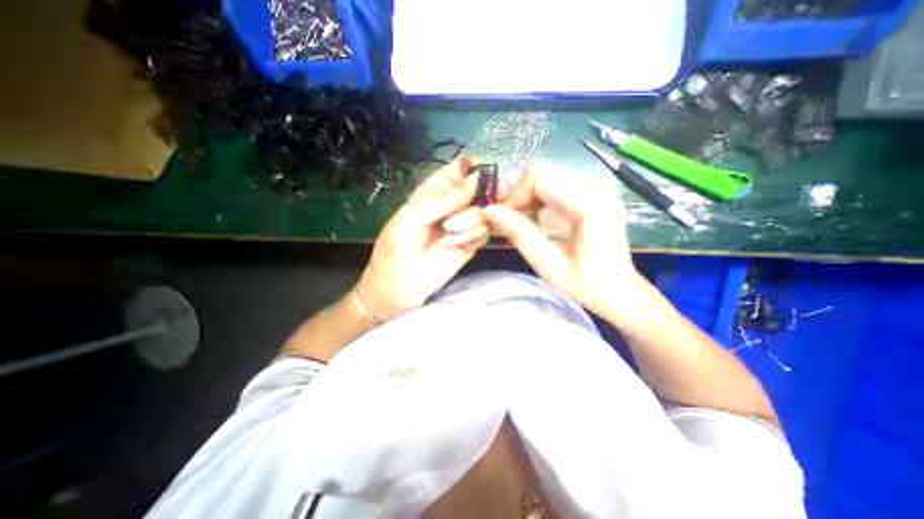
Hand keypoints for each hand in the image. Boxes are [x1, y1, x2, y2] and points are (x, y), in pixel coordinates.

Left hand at [359, 155, 490, 321]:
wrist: (398, 287)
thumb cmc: (396, 248)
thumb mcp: (413, 217)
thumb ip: (445, 199)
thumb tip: (477, 179)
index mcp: (434, 193)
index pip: (458, 171)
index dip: (472, 167)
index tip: (485, 170)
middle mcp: (453, 205)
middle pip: (479, 189)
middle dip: (486, 191)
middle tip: (496, 195)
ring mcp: (464, 224)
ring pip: (484, 210)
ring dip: (470, 220)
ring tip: (448, 234)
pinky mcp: (472, 243)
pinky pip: (485, 230)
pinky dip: (475, 233)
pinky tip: (456, 243)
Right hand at [485, 169, 643, 317]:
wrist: (621, 291)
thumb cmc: (587, 284)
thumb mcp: (548, 266)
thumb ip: (520, 235)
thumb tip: (489, 211)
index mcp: (590, 204)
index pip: (539, 178)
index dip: (515, 195)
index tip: (504, 218)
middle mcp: (597, 186)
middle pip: (543, 172)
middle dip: (520, 194)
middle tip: (508, 218)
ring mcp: (598, 186)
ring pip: (548, 175)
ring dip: (528, 195)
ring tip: (520, 219)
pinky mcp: (595, 192)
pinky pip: (558, 183)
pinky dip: (540, 197)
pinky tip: (536, 216)